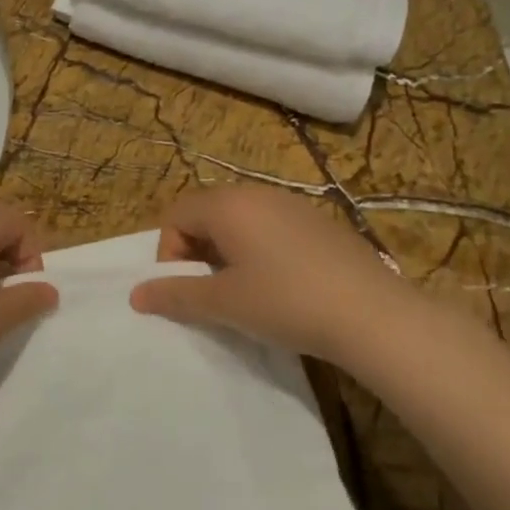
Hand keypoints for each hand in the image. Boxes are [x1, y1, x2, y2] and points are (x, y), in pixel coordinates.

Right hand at [130, 186, 408, 361]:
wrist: (373, 315)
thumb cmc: (286, 302)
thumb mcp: (223, 303)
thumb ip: (175, 295)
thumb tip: (136, 295)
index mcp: (228, 205)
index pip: (176, 215)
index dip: (169, 253)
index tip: (186, 288)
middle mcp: (258, 194)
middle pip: (207, 214)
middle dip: (198, 251)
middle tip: (212, 292)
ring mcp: (294, 206)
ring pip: (242, 222)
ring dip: (229, 253)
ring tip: (245, 292)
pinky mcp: (321, 224)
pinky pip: (273, 229)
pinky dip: (261, 252)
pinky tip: (283, 287)